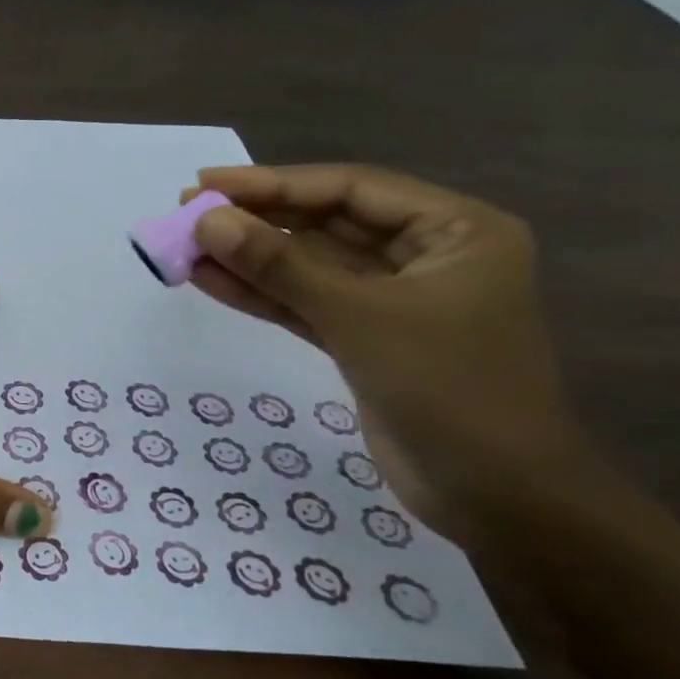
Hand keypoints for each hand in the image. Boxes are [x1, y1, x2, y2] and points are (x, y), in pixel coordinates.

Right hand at [182, 165, 595, 536]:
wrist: (495, 495)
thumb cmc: (448, 389)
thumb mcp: (359, 316)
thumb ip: (279, 265)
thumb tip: (206, 221)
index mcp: (455, 230)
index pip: (350, 190)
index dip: (273, 183)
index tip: (205, 184)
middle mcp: (425, 256)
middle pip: (326, 224)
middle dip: (256, 220)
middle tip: (186, 212)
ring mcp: (392, 300)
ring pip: (308, 266)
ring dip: (248, 258)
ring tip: (184, 246)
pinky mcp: (363, 338)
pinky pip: (303, 303)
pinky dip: (259, 294)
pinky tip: (209, 280)